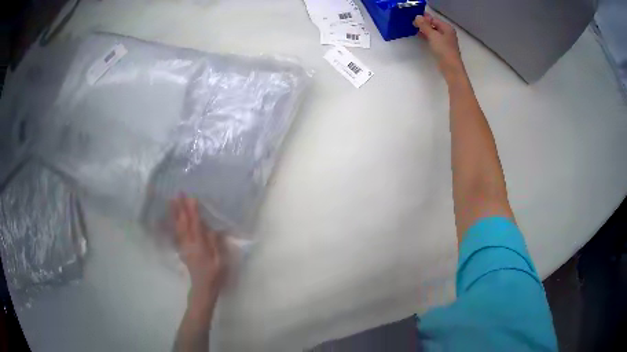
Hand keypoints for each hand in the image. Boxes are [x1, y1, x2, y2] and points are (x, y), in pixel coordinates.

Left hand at [172, 195, 227, 297]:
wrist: (202, 288)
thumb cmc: (214, 275)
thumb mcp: (219, 261)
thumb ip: (215, 244)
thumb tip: (212, 228)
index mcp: (200, 246)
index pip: (196, 225)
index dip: (193, 211)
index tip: (191, 198)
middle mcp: (189, 244)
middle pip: (184, 223)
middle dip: (181, 207)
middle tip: (178, 193)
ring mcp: (184, 247)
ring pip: (178, 227)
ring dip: (174, 213)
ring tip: (171, 201)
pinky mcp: (183, 250)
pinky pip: (176, 235)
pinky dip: (173, 225)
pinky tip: (172, 219)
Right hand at [413, 13, 464, 78]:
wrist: (451, 68)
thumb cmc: (443, 50)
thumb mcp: (433, 35)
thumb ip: (424, 25)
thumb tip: (417, 17)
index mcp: (447, 27)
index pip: (433, 19)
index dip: (424, 18)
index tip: (413, 19)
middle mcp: (447, 32)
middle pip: (433, 25)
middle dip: (423, 24)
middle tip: (412, 24)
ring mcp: (445, 40)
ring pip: (433, 32)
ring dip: (424, 30)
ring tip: (414, 30)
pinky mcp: (442, 47)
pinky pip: (433, 38)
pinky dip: (427, 37)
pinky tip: (420, 37)